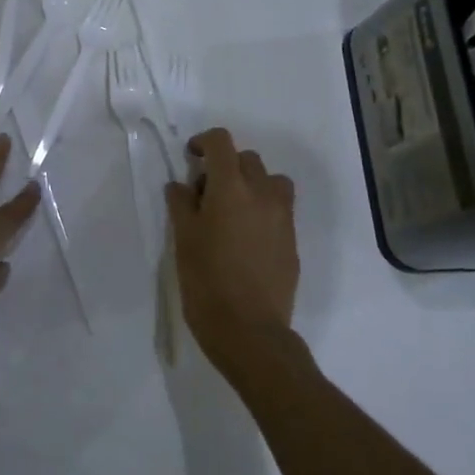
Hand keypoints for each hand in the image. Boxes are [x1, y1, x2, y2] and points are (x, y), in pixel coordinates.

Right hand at [164, 126, 298, 383]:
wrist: (250, 332)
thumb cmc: (207, 282)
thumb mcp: (183, 240)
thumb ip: (181, 205)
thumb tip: (181, 185)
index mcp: (231, 188)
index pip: (222, 142)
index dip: (204, 142)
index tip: (191, 157)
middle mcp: (262, 194)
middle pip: (248, 159)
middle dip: (226, 166)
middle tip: (206, 194)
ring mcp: (283, 218)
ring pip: (271, 182)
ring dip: (252, 185)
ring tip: (233, 212)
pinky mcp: (293, 242)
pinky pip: (280, 210)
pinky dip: (264, 210)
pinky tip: (246, 240)